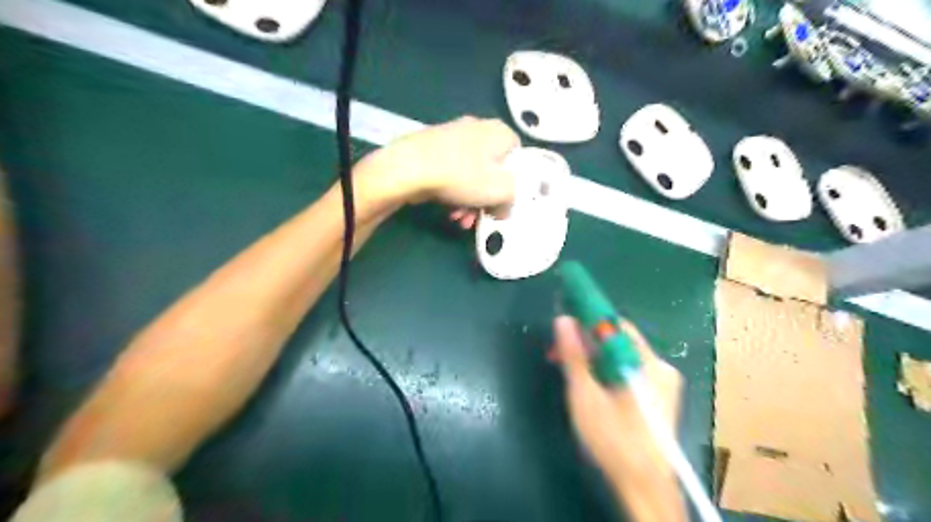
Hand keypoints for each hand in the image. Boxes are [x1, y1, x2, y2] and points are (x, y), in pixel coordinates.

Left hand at [357, 117, 519, 206]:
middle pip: (493, 171)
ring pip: (471, 176)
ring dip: (470, 202)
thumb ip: (513, 198)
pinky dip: (454, 193)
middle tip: (481, 217)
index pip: (518, 158)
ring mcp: (453, 137)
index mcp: (500, 132)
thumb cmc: (462, 176)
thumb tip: (505, 206)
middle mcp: (478, 129)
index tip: (505, 204)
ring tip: (460, 220)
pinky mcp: (433, 149)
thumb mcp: (502, 190)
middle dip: (487, 200)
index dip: (515, 184)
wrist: (409, 167)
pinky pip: (452, 174)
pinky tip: (448, 211)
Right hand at [547, 317, 685, 520]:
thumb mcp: (585, 396)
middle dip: (585, 344)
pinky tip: (590, 384)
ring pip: (621, 357)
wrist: (644, 487)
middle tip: (558, 354)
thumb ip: (574, 356)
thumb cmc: (613, 440)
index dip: (588, 318)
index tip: (564, 319)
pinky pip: (628, 371)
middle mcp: (660, 368)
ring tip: (569, 371)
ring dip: (593, 359)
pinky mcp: (659, 397)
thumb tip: (563, 319)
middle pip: (617, 342)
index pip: (615, 325)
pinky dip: (606, 371)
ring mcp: (662, 383)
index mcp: (647, 364)